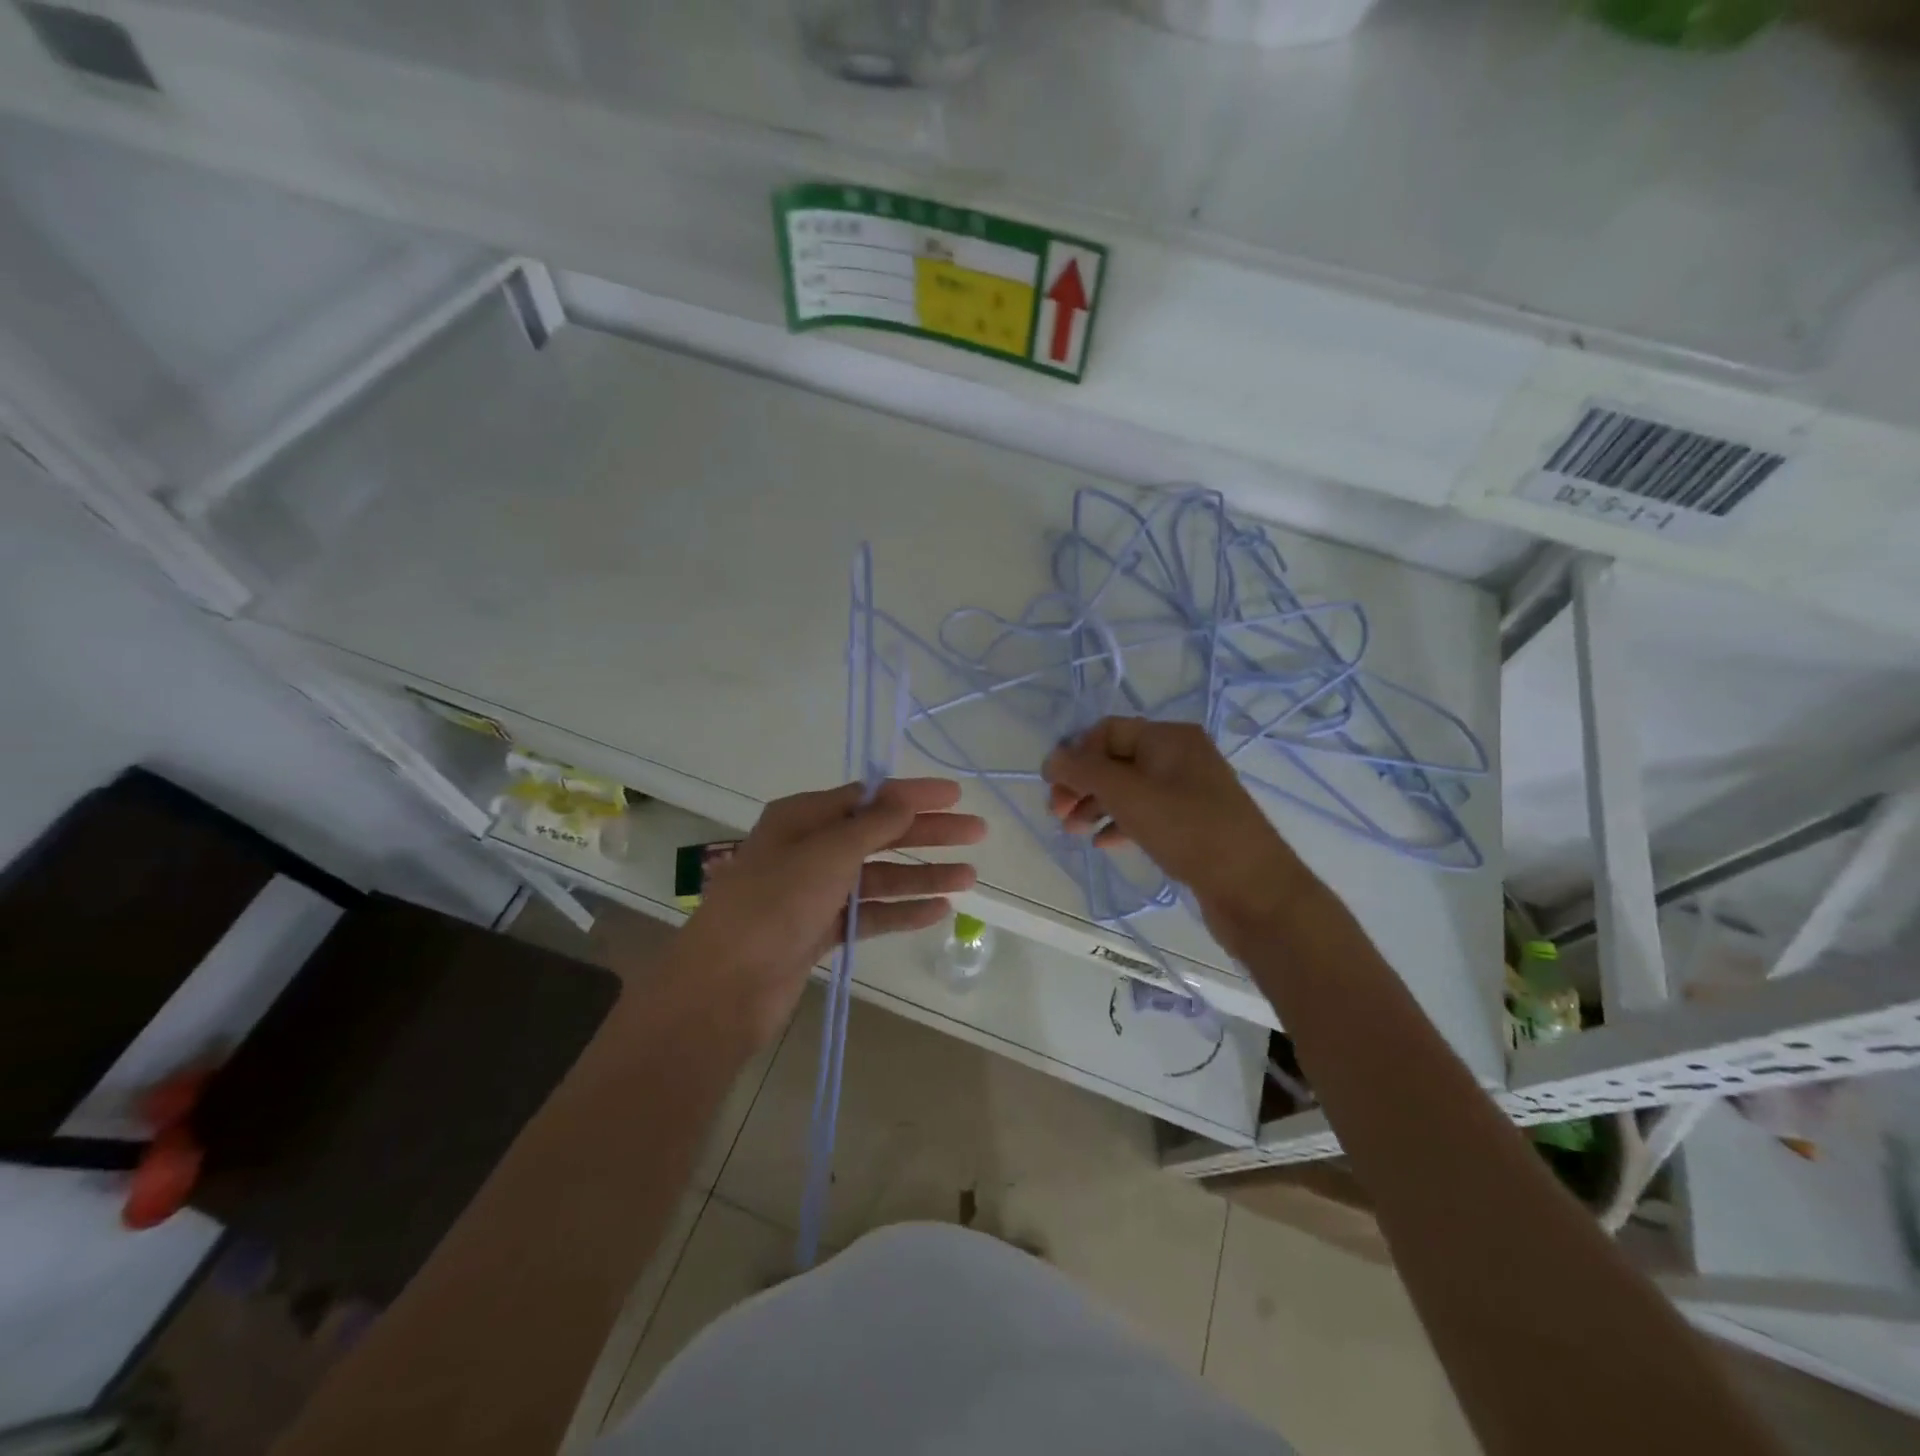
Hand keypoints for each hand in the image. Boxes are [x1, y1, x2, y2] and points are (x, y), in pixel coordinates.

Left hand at [678, 779, 983, 1048]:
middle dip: (927, 833)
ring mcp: (814, 892)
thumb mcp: (827, 854)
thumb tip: (905, 800)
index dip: (912, 795)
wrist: (725, 986)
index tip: (956, 796)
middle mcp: (808, 849)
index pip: (867, 797)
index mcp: (802, 818)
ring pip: (878, 877)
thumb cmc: (774, 904)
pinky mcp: (819, 930)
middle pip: (878, 835)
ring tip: (969, 877)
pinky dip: (901, 910)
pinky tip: (938, 910)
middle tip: (977, 833)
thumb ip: (872, 826)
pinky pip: (869, 913)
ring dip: (922, 875)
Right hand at [1043, 718, 1309, 946]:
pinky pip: (1146, 814)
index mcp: (1169, 737)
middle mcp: (1180, 756)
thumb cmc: (1188, 830)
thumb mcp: (1128, 795)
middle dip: (1082, 784)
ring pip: (1129, 789)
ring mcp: (1188, 791)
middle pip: (1115, 760)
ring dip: (1096, 805)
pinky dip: (1120, 823)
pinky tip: (1104, 843)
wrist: (1254, 889)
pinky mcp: (1192, 824)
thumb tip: (1051, 758)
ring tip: (1074, 832)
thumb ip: (1083, 771)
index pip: (1107, 731)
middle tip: (1058, 814)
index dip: (1075, 754)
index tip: (1051, 787)